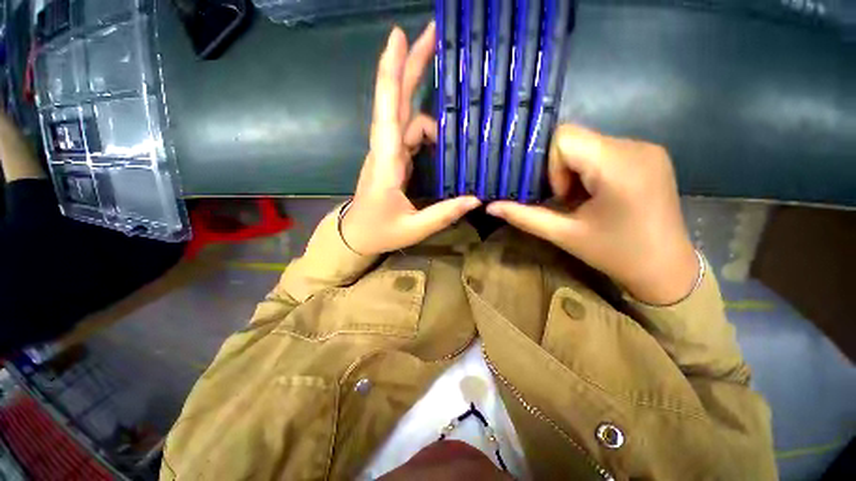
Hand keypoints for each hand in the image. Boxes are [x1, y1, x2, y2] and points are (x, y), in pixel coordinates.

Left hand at [341, 24, 480, 255]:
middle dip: (410, 65)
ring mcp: (387, 152)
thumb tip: (476, 198)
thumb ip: (444, 214)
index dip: (392, 73)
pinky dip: (427, 130)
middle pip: (396, 101)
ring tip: (454, 113)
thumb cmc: (380, 232)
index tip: (399, 36)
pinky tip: (442, 139)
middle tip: (431, 35)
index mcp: (387, 164)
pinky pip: (409, 133)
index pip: (389, 113)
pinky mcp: (391, 159)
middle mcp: (385, 150)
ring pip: (405, 116)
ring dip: (426, 107)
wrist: (356, 235)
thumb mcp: (414, 228)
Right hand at [487, 125, 697, 304]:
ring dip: (575, 170)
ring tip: (584, 200)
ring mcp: (647, 148)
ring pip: (588, 143)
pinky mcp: (651, 155)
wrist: (667, 269)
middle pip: (575, 138)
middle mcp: (636, 146)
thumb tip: (490, 207)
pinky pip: (605, 149)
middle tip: (568, 201)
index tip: (560, 196)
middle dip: (561, 170)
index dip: (550, 165)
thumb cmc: (615, 254)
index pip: (564, 137)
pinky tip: (600, 195)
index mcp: (617, 166)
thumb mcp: (564, 235)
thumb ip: (524, 216)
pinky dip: (591, 169)